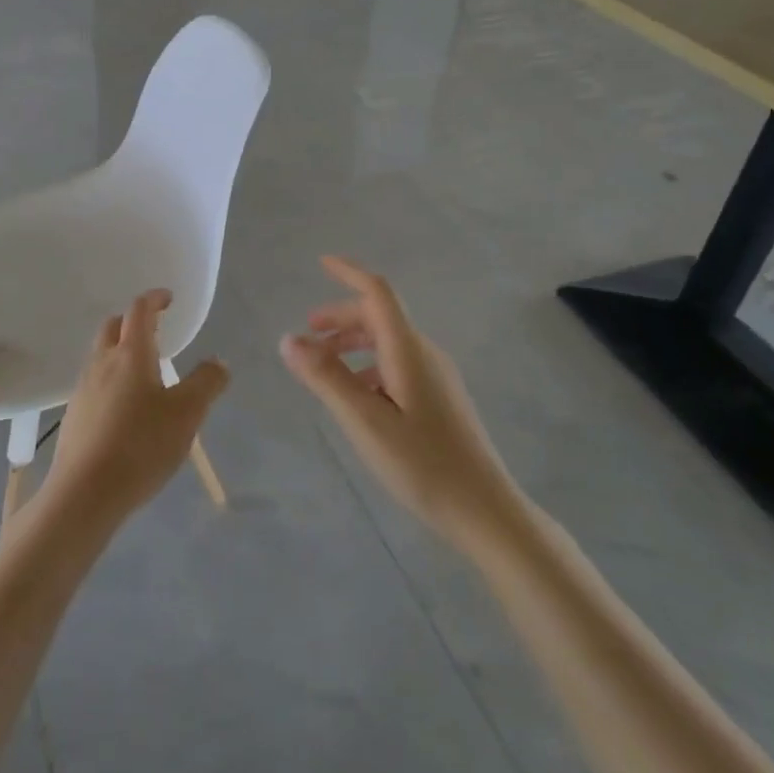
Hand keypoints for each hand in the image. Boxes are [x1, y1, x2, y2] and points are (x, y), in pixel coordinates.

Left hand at [41, 290, 229, 527]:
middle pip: (113, 326)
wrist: (84, 492)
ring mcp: (83, 389)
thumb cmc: (141, 445)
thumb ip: (206, 383)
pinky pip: (94, 383)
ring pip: (100, 355)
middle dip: (132, 320)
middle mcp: (102, 363)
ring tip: (144, 370)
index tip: (168, 298)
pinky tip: (125, 406)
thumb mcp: (187, 414)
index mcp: (131, 354)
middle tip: (154, 329)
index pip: (139, 311)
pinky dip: (111, 379)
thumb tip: (217, 362)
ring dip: (120, 350)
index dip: (154, 299)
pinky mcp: (74, 415)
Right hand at [280, 256, 516, 547]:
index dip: (350, 272)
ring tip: (323, 366)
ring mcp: (436, 376)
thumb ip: (326, 377)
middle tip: (307, 335)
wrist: (485, 510)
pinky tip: (356, 396)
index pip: (378, 292)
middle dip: (341, 317)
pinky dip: (368, 365)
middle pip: (380, 316)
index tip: (321, 262)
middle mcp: (425, 353)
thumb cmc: (422, 464)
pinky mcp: (440, 398)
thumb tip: (288, 338)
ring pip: (388, 341)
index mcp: (408, 350)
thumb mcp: (364, 421)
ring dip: (353, 343)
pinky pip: (398, 363)